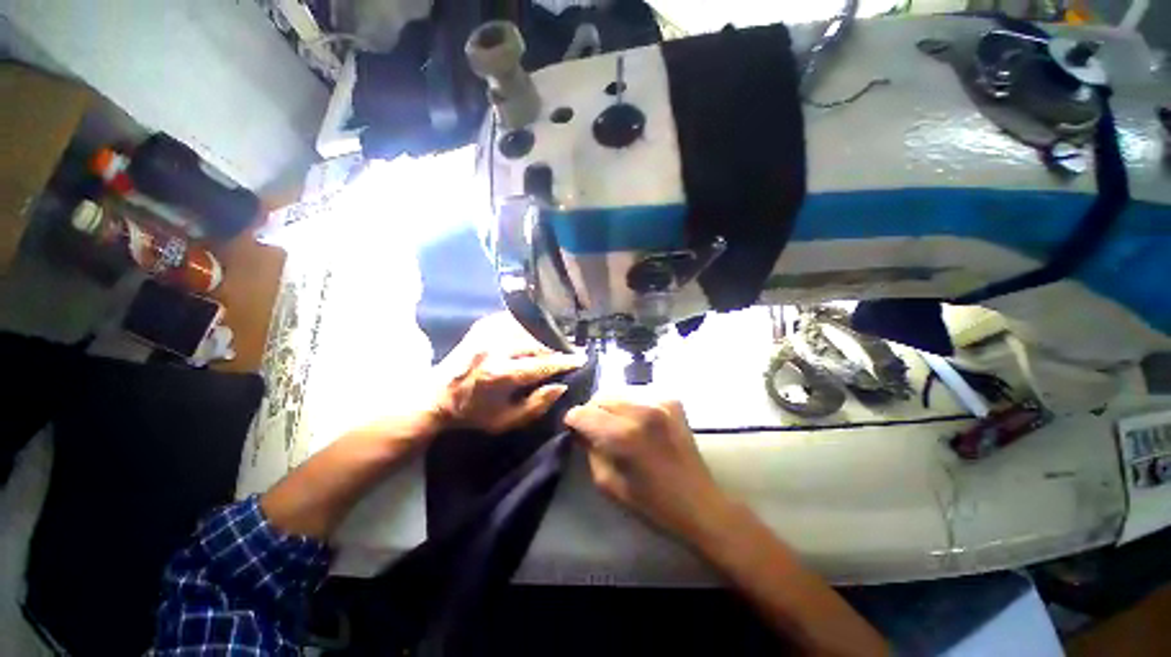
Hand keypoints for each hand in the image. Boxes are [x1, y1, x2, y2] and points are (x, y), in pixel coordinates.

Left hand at [432, 313, 583, 434]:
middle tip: (568, 353)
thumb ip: (537, 405)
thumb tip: (561, 385)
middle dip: (555, 349)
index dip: (564, 362)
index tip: (581, 359)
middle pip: (537, 344)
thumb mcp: (506, 421)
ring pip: (527, 330)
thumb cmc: (473, 413)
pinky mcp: (482, 326)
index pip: (542, 365)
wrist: (435, 396)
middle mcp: (495, 349)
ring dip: (543, 338)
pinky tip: (532, 334)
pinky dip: (527, 327)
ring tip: (552, 346)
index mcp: (500, 375)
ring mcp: (487, 334)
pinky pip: (513, 321)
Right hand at [565, 398, 734, 544]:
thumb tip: (580, 430)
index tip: (573, 430)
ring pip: (618, 391)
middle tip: (593, 428)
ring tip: (615, 424)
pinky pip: (638, 393)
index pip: (583, 413)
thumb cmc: (651, 503)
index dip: (573, 421)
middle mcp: (641, 410)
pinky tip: (636, 421)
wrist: (698, 503)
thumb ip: (589, 450)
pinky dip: (630, 404)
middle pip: (600, 396)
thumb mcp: (607, 483)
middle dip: (591, 411)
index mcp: (623, 434)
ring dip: (610, 406)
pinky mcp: (671, 400)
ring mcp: (660, 401)